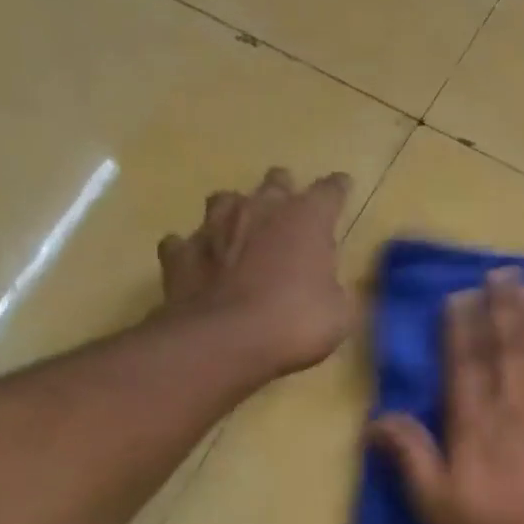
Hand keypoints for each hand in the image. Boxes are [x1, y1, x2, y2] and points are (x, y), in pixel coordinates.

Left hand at [156, 166, 353, 376]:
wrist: (224, 342)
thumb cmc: (295, 324)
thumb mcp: (340, 316)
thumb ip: (339, 293)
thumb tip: (335, 289)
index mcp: (305, 219)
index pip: (329, 191)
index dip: (338, 189)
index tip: (343, 187)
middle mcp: (259, 209)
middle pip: (275, 182)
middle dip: (285, 191)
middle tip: (290, 212)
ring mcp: (214, 227)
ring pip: (225, 200)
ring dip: (236, 212)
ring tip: (241, 230)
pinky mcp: (180, 253)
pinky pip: (185, 242)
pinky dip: (194, 250)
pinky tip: (199, 263)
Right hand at [371, 267, 523, 523]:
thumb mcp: (435, 504)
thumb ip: (411, 456)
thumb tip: (377, 417)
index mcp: (475, 424)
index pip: (465, 365)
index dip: (462, 328)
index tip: (462, 295)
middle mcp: (515, 408)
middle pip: (508, 349)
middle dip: (504, 308)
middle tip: (504, 272)